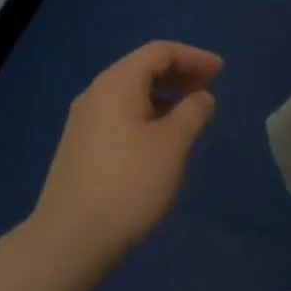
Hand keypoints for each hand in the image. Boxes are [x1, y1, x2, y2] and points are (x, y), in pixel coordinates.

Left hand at [32, 41, 222, 266]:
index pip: (159, 52)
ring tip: (191, 114)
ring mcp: (84, 121)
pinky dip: (147, 114)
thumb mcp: (172, 145)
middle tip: (209, 88)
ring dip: (164, 96)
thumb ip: (193, 112)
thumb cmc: (129, 183)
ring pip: (130, 93)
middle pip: (142, 68)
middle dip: (179, 73)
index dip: (193, 57)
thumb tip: (201, 96)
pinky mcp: (81, 147)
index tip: (221, 71)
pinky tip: (161, 138)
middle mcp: (96, 93)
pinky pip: (120, 114)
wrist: (70, 239)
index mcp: (117, 83)